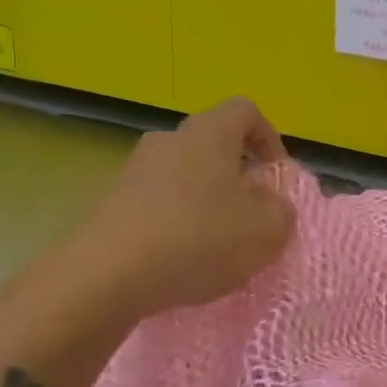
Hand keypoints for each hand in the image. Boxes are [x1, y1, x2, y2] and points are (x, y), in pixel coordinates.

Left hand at [74, 98, 296, 315]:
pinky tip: (180, 259)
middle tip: (250, 213)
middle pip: (213, 144)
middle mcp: (170, 139)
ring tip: (216, 244)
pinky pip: (157, 202)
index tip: (276, 176)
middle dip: (237, 175)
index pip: (246, 111)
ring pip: (184, 175)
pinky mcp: (111, 202)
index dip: (269, 138)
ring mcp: (135, 169)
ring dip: (206, 201)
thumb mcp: (265, 231)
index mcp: (210, 133)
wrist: (106, 275)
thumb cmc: (198, 239)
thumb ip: (281, 211)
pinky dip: (176, 222)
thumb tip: (271, 203)